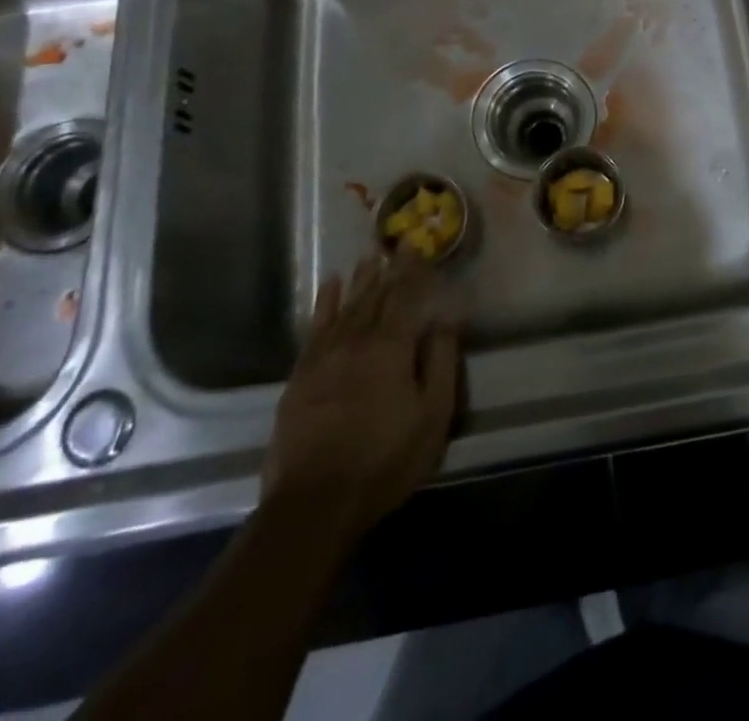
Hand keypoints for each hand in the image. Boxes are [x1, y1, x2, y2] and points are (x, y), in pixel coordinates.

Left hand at [262, 253, 460, 529]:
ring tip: (368, 259)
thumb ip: (441, 360)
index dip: (413, 271)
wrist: (315, 502)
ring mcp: (324, 356)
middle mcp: (356, 340)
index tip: (419, 247)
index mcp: (391, 347)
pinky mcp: (301, 375)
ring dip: (359, 280)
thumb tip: (447, 315)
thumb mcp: (432, 414)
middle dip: (388, 270)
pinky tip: (329, 287)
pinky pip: (315, 327)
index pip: (405, 296)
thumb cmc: (385, 459)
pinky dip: (324, 303)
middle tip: (396, 246)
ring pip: (345, 306)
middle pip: (374, 296)